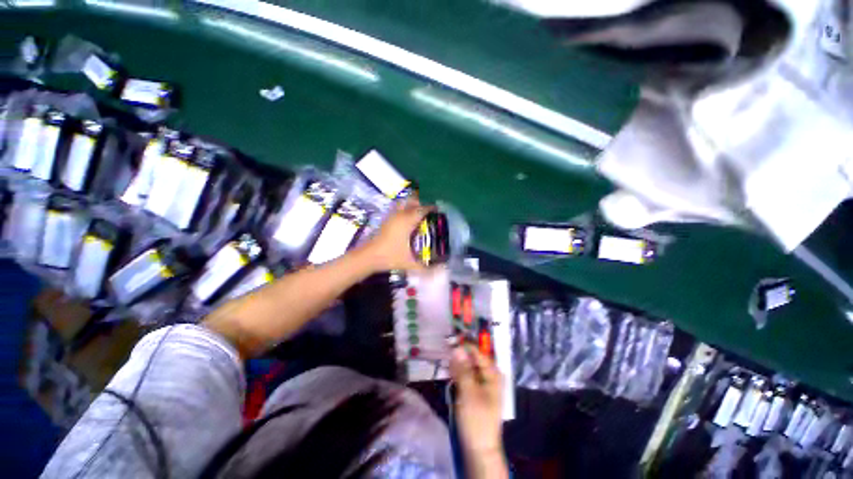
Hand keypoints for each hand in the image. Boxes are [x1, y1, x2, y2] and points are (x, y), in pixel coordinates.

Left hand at [362, 198, 432, 271]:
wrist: (368, 257)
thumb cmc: (390, 257)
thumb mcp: (409, 263)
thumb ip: (425, 268)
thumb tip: (440, 269)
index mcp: (407, 222)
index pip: (422, 209)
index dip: (431, 208)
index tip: (438, 210)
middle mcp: (400, 215)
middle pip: (412, 202)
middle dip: (421, 203)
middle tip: (428, 212)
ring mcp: (391, 216)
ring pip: (403, 203)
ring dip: (411, 205)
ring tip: (418, 214)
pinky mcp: (385, 220)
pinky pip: (397, 209)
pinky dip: (403, 210)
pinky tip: (407, 221)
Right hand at [450, 346, 504, 456]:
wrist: (479, 448)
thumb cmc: (477, 420)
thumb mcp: (469, 393)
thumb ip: (463, 370)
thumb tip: (457, 348)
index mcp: (492, 373)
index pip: (477, 352)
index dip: (464, 344)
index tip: (450, 337)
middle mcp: (488, 374)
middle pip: (472, 357)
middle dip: (459, 352)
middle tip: (445, 346)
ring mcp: (481, 382)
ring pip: (467, 365)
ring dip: (457, 362)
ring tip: (446, 358)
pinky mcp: (474, 390)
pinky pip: (465, 375)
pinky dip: (457, 372)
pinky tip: (449, 371)